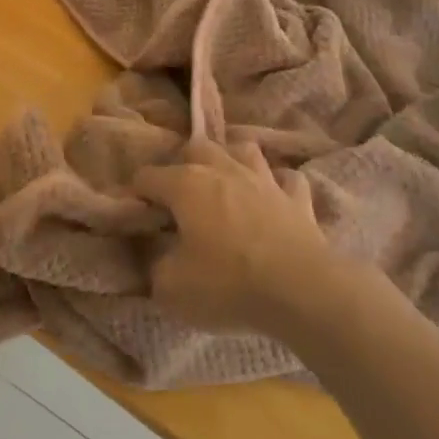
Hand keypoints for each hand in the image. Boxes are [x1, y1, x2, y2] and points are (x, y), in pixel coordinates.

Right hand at [135, 138, 334, 335]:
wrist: (301, 290)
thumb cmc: (228, 284)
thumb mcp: (173, 288)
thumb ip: (157, 268)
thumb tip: (160, 258)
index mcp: (186, 185)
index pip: (148, 176)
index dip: (137, 193)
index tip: (137, 214)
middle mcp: (223, 170)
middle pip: (197, 148)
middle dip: (184, 164)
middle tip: (180, 194)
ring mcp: (264, 180)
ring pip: (244, 150)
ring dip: (233, 160)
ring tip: (227, 181)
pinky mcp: (298, 199)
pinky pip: (288, 179)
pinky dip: (280, 185)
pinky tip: (275, 197)